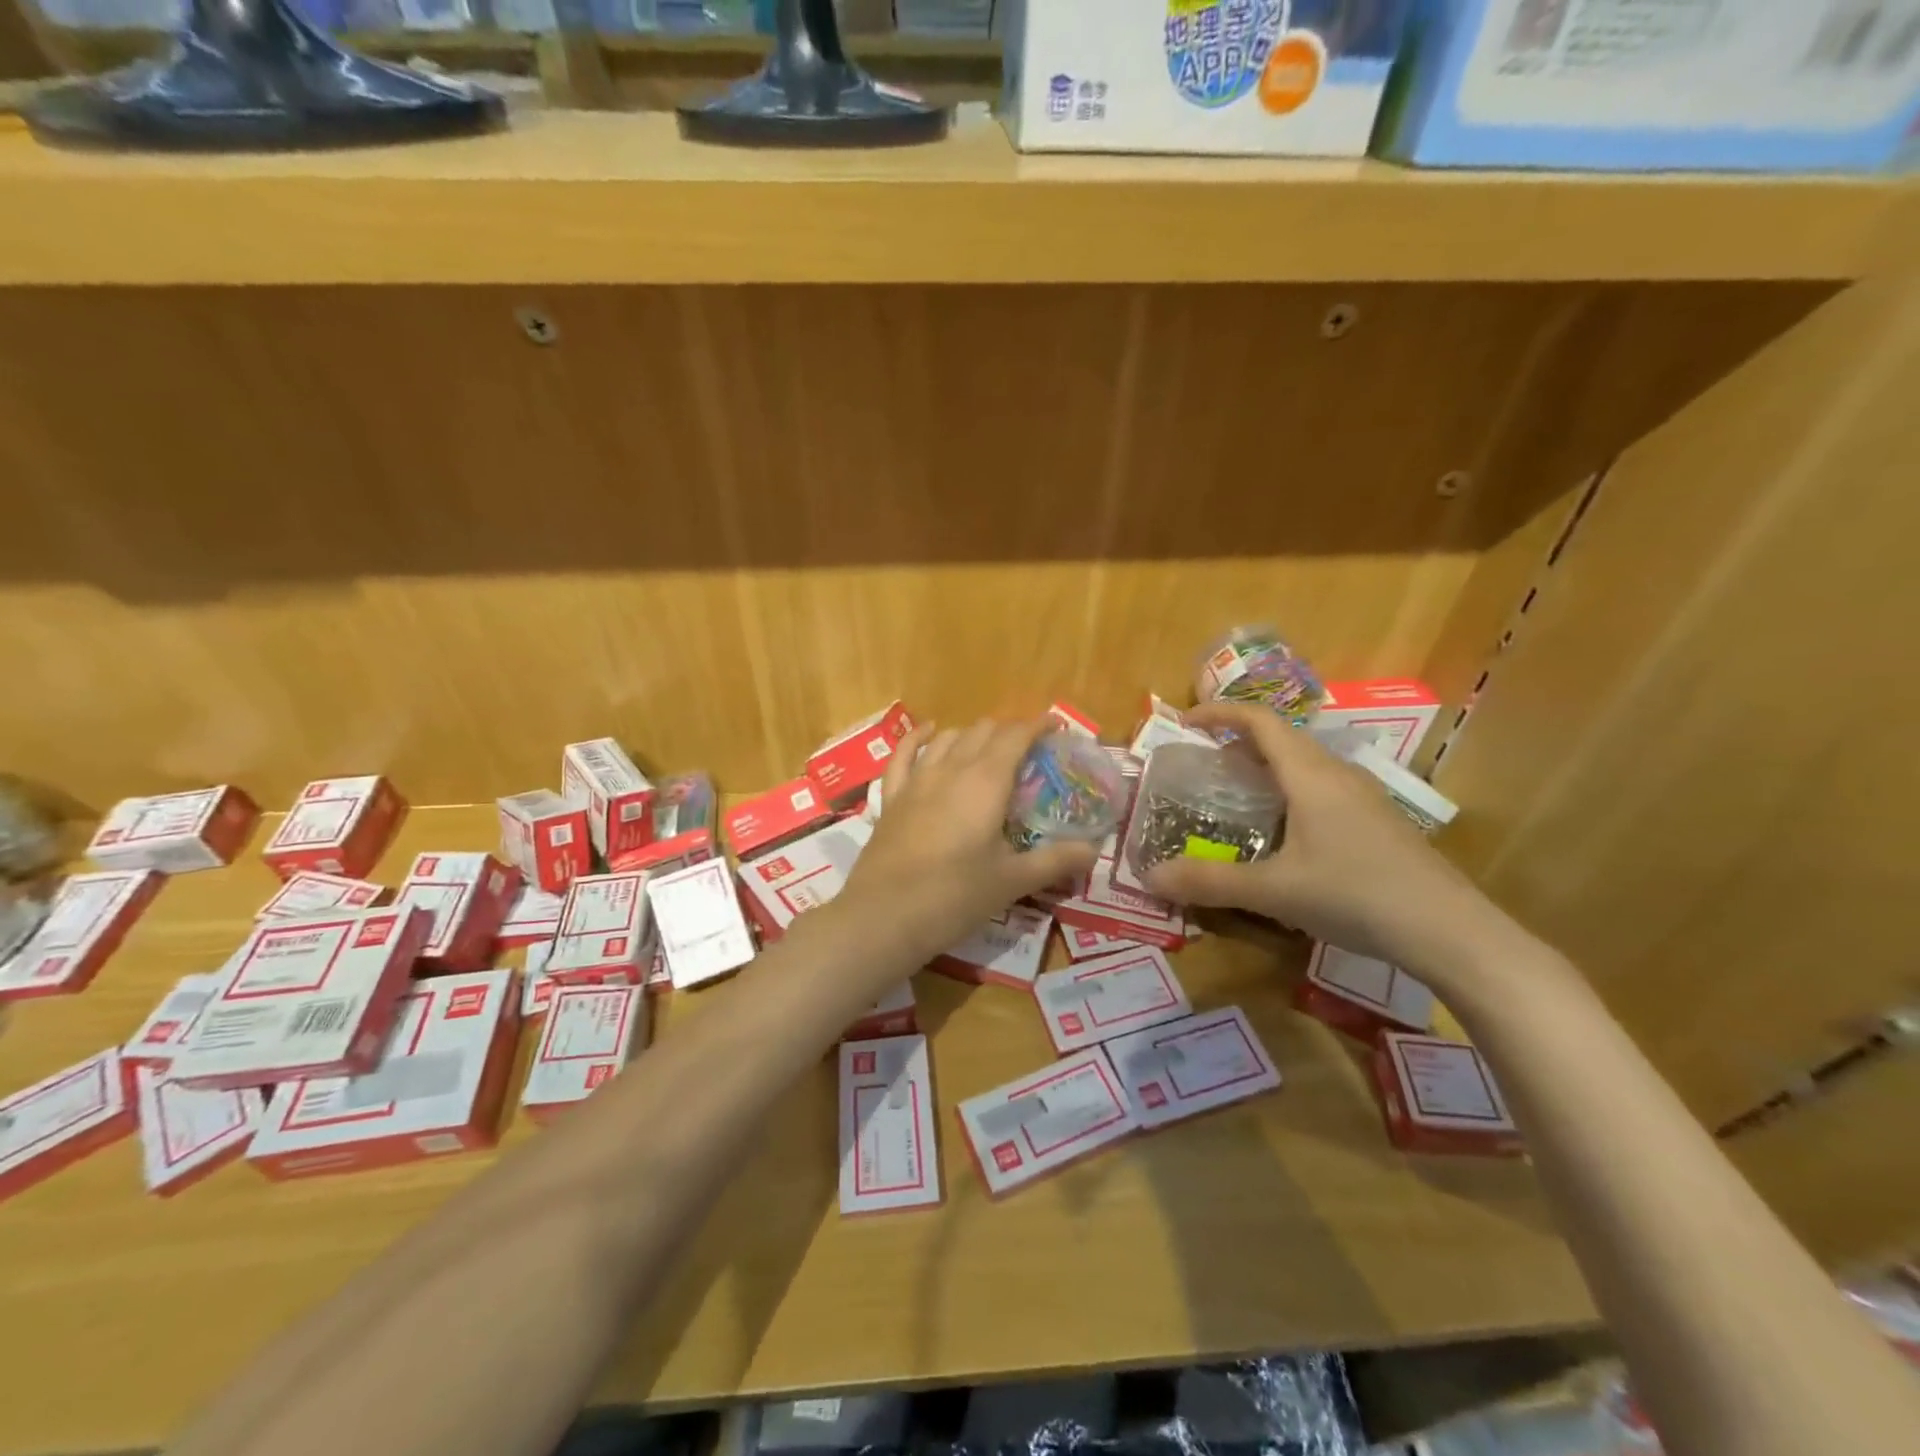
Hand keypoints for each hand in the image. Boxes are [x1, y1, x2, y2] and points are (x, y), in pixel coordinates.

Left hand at [839, 719, 1098, 959]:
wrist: (884, 916)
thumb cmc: (955, 896)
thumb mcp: (1013, 881)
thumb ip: (1056, 861)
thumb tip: (1094, 851)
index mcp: (987, 782)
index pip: (1016, 736)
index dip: (1038, 726)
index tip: (1056, 727)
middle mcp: (951, 769)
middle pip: (983, 731)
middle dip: (1009, 731)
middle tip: (1029, 750)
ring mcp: (917, 780)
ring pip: (949, 738)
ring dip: (972, 734)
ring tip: (989, 746)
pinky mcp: (892, 797)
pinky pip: (905, 754)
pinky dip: (920, 737)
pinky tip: (930, 732)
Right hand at [1144, 703, 1506, 985]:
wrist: (1452, 932)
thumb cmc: (1356, 896)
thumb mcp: (1274, 892)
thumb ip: (1210, 882)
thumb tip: (1150, 877)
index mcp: (1311, 775)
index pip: (1260, 720)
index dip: (1221, 713)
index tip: (1186, 722)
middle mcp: (1339, 775)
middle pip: (1283, 739)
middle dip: (1238, 742)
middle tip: (1203, 764)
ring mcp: (1365, 798)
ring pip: (1306, 765)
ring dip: (1267, 768)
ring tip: (1236, 796)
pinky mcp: (1379, 823)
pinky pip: (1323, 789)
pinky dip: (1290, 792)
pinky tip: (1284, 834)